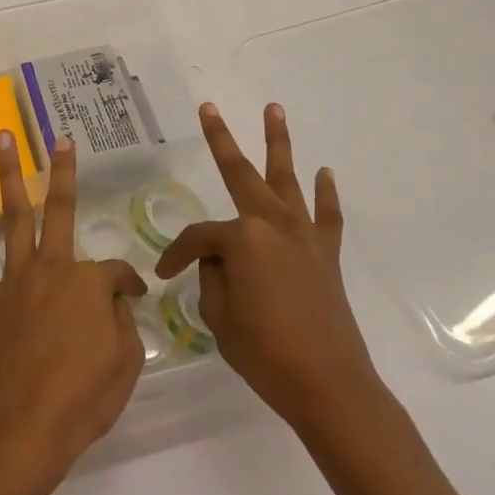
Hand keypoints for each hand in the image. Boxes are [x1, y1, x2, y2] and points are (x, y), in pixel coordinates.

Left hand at [0, 132, 148, 494]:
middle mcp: (52, 268)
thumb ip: (123, 324)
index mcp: (89, 283)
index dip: (128, 285)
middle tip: (61, 139)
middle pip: (59, 210)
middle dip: (62, 171)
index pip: (115, 273)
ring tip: (2, 139)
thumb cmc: (81, 401)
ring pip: (14, 216)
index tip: (133, 298)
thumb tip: (115, 302)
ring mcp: (15, 280)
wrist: (20, 431)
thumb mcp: (125, 364)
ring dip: (8, 175)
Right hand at [156, 103, 385, 436]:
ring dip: (279, 143)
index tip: (164, 275)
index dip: (177, 255)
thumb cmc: (266, 353)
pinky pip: (326, 215)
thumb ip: (213, 279)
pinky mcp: (327, 254)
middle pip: (241, 174)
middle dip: (222, 139)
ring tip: (274, 109)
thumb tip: (221, 263)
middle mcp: (273, 224)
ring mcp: (304, 236)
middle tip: (209, 108)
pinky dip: (325, 194)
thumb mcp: (220, 318)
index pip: (199, 237)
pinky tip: (325, 173)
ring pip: (287, 179)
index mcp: (242, 239)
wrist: (330, 386)